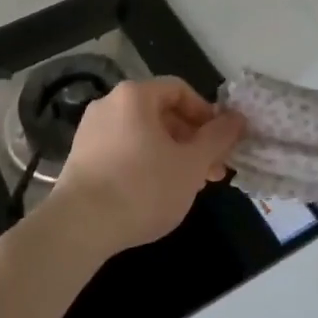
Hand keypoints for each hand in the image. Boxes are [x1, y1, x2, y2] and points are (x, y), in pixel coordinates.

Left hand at [52, 78, 244, 256]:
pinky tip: (157, 193)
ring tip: (189, 186)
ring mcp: (91, 131)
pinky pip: (123, 150)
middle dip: (192, 140)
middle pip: (162, 112)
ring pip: (144, 134)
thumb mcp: (191, 164)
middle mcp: (109, 104)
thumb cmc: (143, 188)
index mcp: (135, 95)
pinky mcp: (80, 158)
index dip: (207, 114)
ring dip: (172, 154)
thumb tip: (238, 118)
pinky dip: (146, 163)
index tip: (221, 143)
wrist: (79, 228)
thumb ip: (218, 138)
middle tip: (212, 170)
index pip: (180, 90)